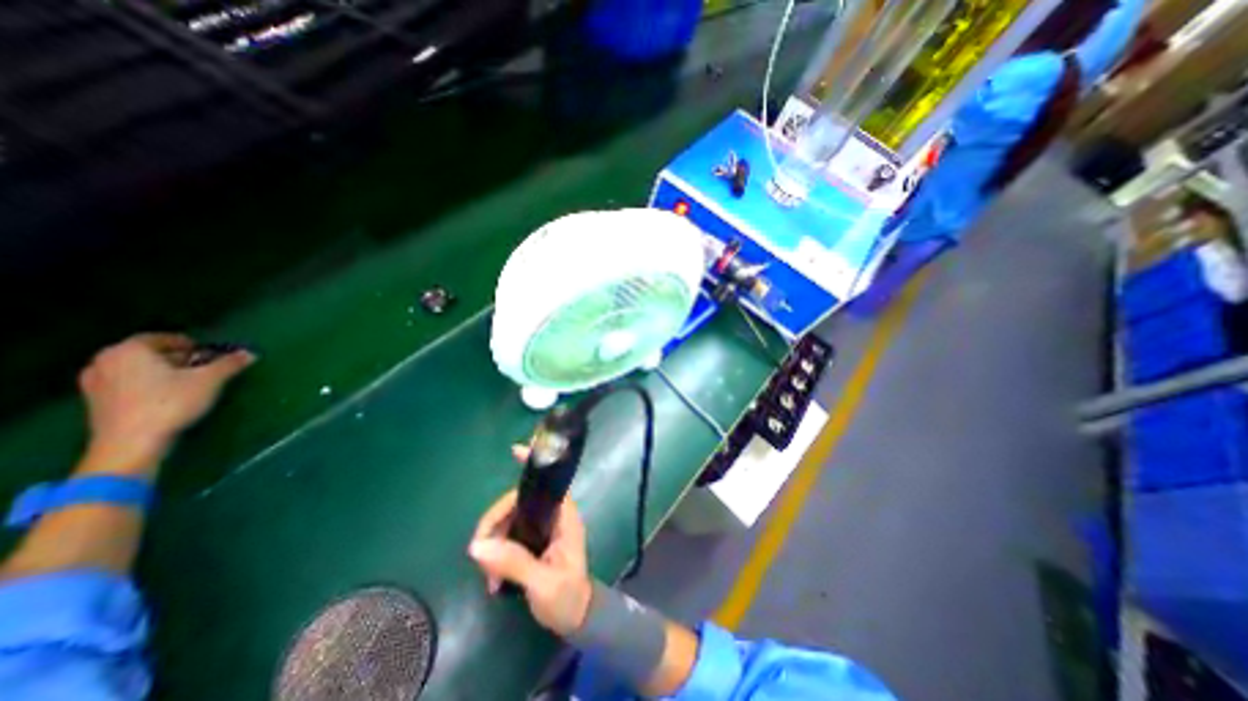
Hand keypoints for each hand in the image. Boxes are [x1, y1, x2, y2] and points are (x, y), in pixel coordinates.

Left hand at [78, 334, 250, 474]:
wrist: (131, 442)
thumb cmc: (171, 402)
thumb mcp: (210, 380)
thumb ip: (230, 364)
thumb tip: (250, 353)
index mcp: (129, 350)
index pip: (161, 338)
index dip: (188, 344)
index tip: (208, 353)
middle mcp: (105, 361)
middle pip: (147, 353)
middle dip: (175, 358)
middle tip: (201, 367)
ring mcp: (95, 382)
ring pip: (135, 369)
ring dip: (161, 371)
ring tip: (186, 382)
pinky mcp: (95, 402)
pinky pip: (126, 384)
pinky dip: (146, 384)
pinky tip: (166, 396)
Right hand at [469, 480, 592, 638]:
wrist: (578, 620)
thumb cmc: (568, 598)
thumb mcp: (544, 584)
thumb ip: (514, 563)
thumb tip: (477, 546)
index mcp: (564, 517)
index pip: (550, 483)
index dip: (534, 465)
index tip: (515, 450)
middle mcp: (554, 516)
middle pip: (520, 501)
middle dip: (496, 520)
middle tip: (480, 549)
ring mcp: (543, 528)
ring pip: (511, 518)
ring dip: (494, 541)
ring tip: (489, 575)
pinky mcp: (533, 542)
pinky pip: (509, 535)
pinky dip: (497, 551)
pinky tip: (492, 577)